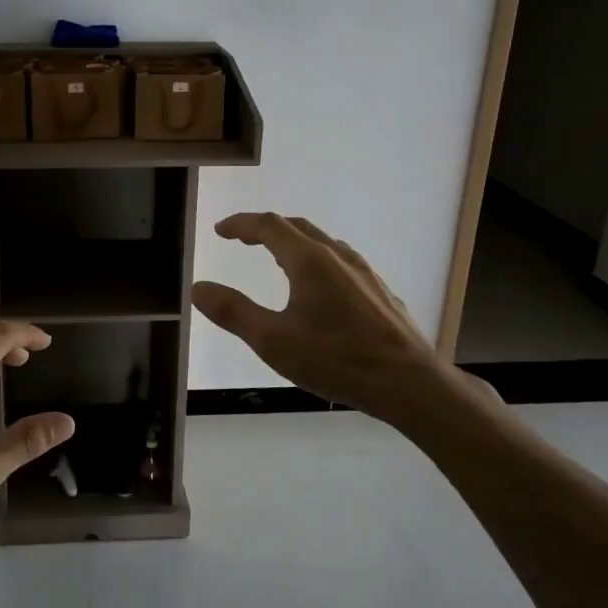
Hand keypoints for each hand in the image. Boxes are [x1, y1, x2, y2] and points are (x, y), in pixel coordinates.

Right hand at [193, 213, 452, 417]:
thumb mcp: (273, 341)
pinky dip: (316, 258)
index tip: (220, 230)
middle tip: (242, 239)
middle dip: (265, 228)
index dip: (241, 224)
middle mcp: (338, 257)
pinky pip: (340, 261)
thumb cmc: (336, 359)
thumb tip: (198, 288)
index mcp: (309, 261)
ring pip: (322, 242)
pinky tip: (318, 287)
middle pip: (297, 227)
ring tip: (276, 258)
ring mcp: (364, 273)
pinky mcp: (379, 292)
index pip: (269, 226)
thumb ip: (233, 312)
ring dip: (293, 242)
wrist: (409, 383)